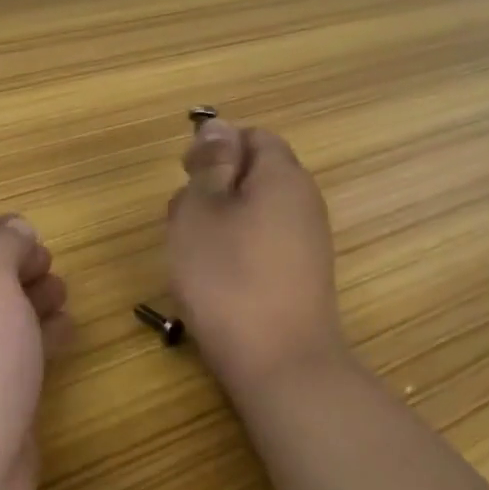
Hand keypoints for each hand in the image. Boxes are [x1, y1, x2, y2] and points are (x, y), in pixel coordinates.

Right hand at [166, 120, 349, 397]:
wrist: (279, 362)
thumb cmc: (227, 277)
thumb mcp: (202, 210)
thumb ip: (209, 164)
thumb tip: (218, 126)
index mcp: (282, 176)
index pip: (253, 136)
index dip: (216, 146)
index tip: (186, 174)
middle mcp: (303, 202)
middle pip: (254, 174)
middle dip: (213, 187)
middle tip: (182, 219)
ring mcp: (305, 242)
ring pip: (253, 211)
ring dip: (218, 222)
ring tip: (192, 253)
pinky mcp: (299, 276)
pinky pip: (261, 244)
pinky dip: (234, 251)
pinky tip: (213, 279)